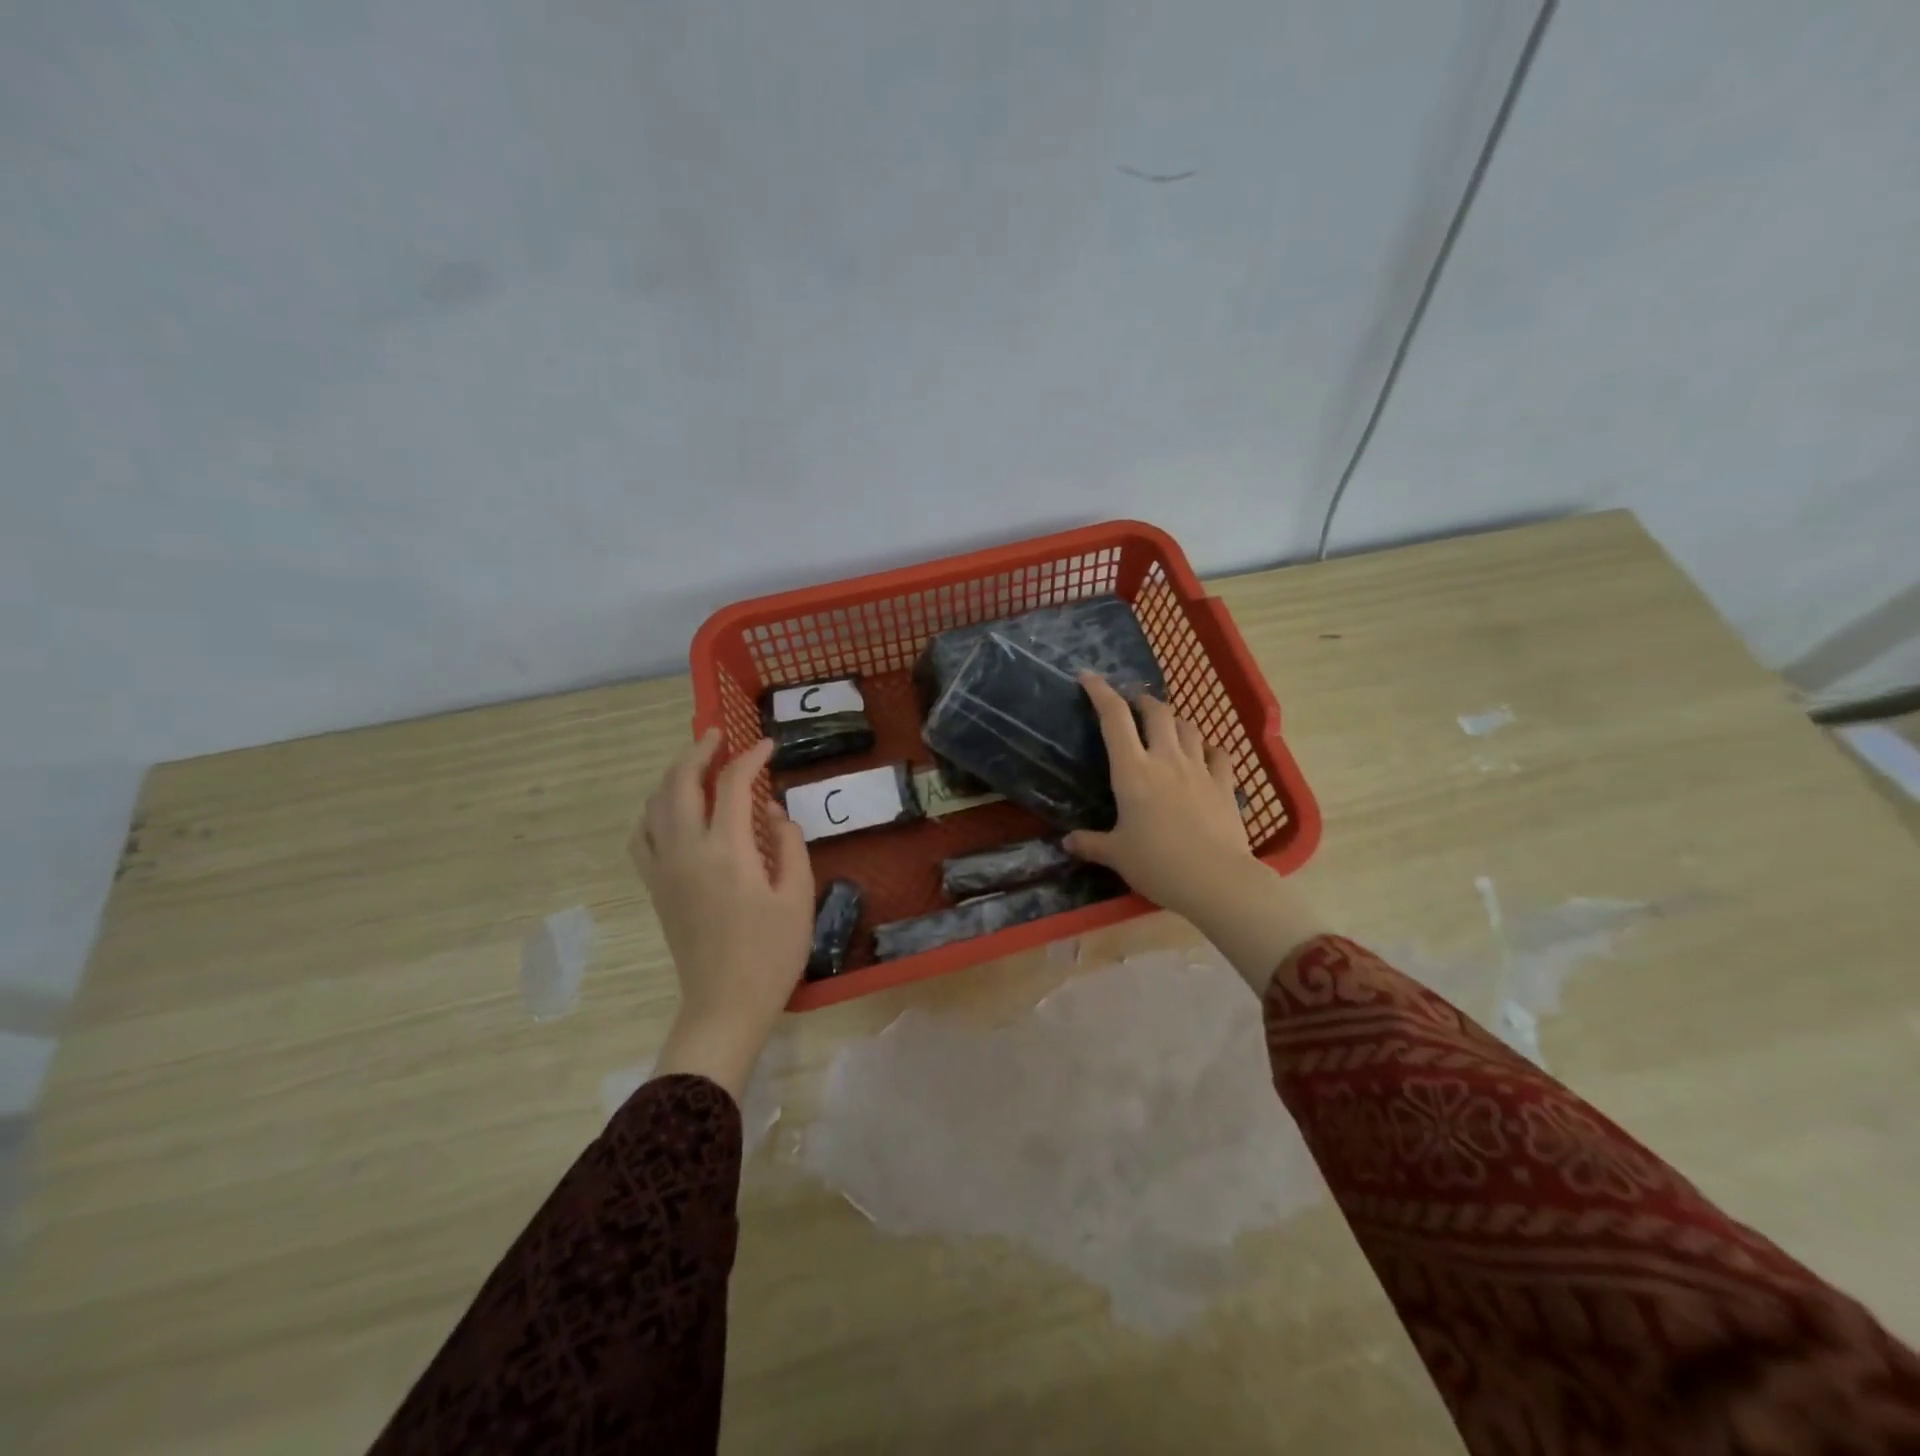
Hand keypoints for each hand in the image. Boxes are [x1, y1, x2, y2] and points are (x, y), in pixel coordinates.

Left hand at [630, 730, 813, 1098]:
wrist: (725, 1004)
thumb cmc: (771, 953)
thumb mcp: (798, 896)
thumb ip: (789, 844)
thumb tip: (773, 813)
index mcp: (726, 851)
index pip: (733, 785)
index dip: (750, 759)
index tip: (768, 747)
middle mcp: (686, 851)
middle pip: (679, 784)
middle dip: (698, 752)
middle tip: (719, 736)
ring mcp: (664, 869)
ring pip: (654, 805)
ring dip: (673, 776)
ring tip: (696, 765)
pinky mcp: (656, 888)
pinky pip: (643, 835)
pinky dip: (654, 810)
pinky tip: (671, 811)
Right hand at [1063, 674, 1253, 920]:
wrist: (1215, 879)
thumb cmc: (1157, 864)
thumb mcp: (1116, 855)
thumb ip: (1090, 844)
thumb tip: (1066, 842)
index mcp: (1132, 771)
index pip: (1113, 718)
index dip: (1100, 692)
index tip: (1088, 677)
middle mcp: (1165, 759)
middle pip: (1156, 711)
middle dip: (1142, 700)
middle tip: (1132, 705)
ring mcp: (1199, 769)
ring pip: (1188, 727)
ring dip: (1174, 720)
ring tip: (1166, 727)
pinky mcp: (1224, 784)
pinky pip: (1219, 753)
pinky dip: (1208, 747)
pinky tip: (1204, 754)